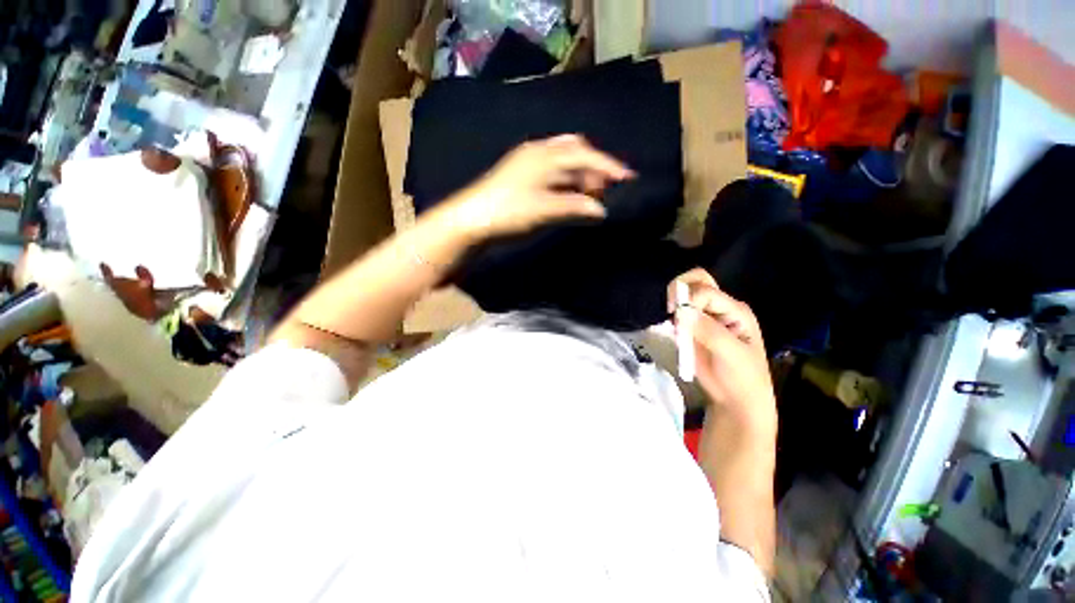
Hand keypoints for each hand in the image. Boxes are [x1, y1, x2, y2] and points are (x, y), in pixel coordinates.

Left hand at [442, 134, 633, 240]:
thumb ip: (574, 207)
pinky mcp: (522, 177)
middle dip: (595, 167)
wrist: (471, 219)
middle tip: (606, 188)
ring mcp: (528, 163)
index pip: (586, 156)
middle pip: (575, 152)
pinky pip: (553, 173)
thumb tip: (601, 210)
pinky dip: (567, 182)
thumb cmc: (508, 211)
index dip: (609, 166)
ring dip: (580, 176)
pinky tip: (570, 195)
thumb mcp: (544, 210)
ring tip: (591, 194)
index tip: (629, 178)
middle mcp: (538, 152)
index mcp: (545, 155)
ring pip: (564, 162)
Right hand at [668, 269, 775, 428]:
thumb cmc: (741, 377)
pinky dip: (670, 316)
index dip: (688, 301)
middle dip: (678, 290)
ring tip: (673, 325)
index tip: (677, 320)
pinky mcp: (692, 327)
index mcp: (734, 310)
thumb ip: (709, 331)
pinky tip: (672, 330)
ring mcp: (705, 317)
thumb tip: (682, 311)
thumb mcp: (731, 354)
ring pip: (685, 294)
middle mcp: (719, 308)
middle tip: (670, 311)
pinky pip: (678, 312)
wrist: (735, 399)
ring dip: (673, 304)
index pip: (705, 291)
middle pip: (697, 281)